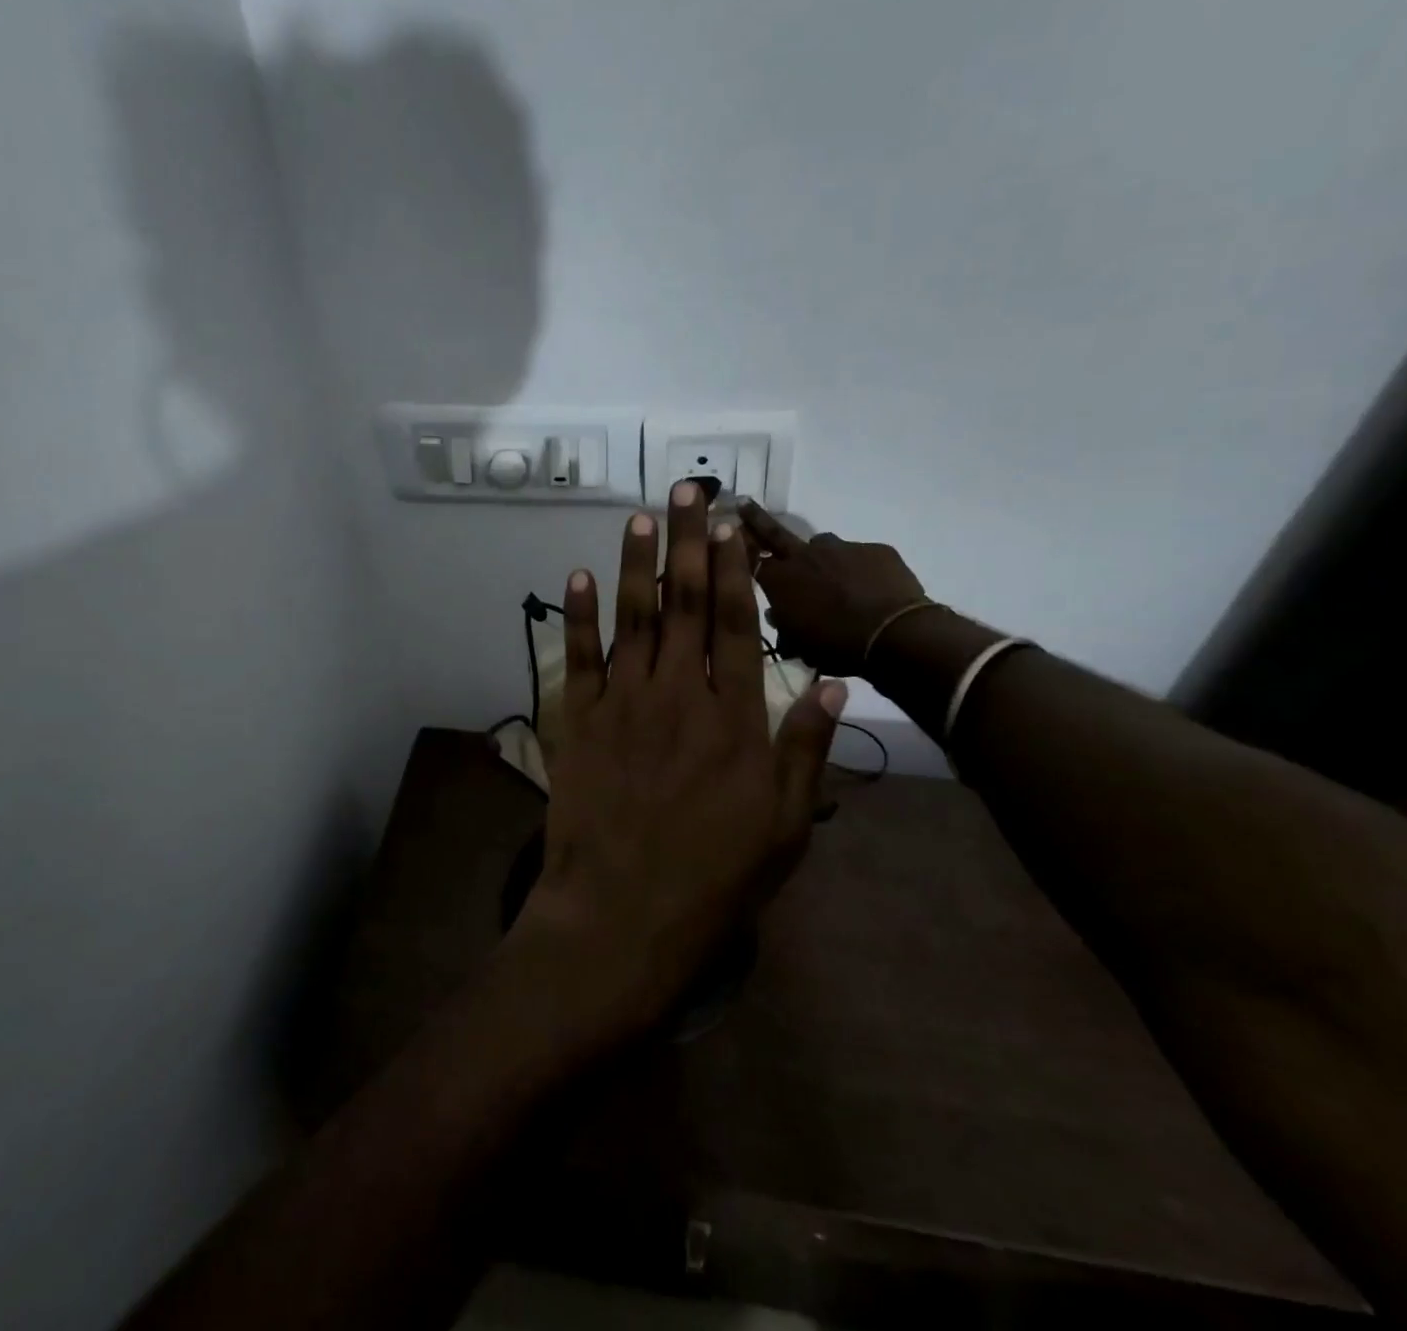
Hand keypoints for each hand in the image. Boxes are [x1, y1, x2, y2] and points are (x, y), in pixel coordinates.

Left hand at [506, 482, 845, 1048]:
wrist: (621, 916)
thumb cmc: (713, 878)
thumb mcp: (783, 825)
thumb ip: (804, 747)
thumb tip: (828, 679)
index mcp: (732, 718)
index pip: (734, 623)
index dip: (734, 568)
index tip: (734, 524)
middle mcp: (677, 695)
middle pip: (684, 603)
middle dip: (689, 541)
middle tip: (690, 489)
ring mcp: (622, 704)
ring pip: (633, 618)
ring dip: (638, 562)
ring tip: (643, 516)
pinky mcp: (578, 722)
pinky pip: (579, 658)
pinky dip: (579, 615)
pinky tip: (580, 577)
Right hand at [736, 500, 928, 676]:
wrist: (894, 636)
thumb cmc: (836, 645)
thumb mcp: (798, 643)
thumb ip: (784, 623)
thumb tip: (778, 613)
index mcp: (780, 579)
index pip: (750, 560)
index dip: (740, 552)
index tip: (731, 540)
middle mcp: (805, 555)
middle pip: (774, 532)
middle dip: (755, 518)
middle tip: (744, 503)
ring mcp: (843, 548)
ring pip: (824, 548)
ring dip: (823, 560)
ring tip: (837, 583)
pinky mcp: (876, 550)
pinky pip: (860, 557)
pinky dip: (860, 571)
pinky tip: (871, 591)